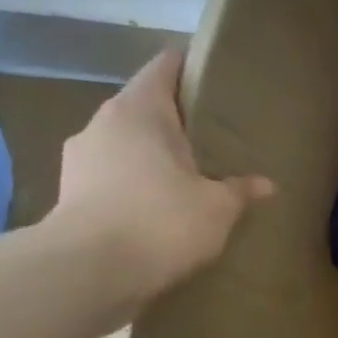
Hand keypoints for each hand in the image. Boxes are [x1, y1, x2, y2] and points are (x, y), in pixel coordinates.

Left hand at [48, 49, 273, 312]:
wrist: (88, 271)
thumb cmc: (162, 221)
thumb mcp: (218, 207)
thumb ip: (241, 190)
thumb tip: (266, 183)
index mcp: (139, 112)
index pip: (163, 69)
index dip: (188, 66)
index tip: (211, 72)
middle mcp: (103, 124)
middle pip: (143, 107)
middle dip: (174, 118)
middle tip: (212, 133)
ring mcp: (80, 159)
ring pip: (125, 143)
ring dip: (152, 154)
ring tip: (187, 173)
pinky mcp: (70, 194)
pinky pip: (112, 176)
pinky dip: (135, 183)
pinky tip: (159, 205)